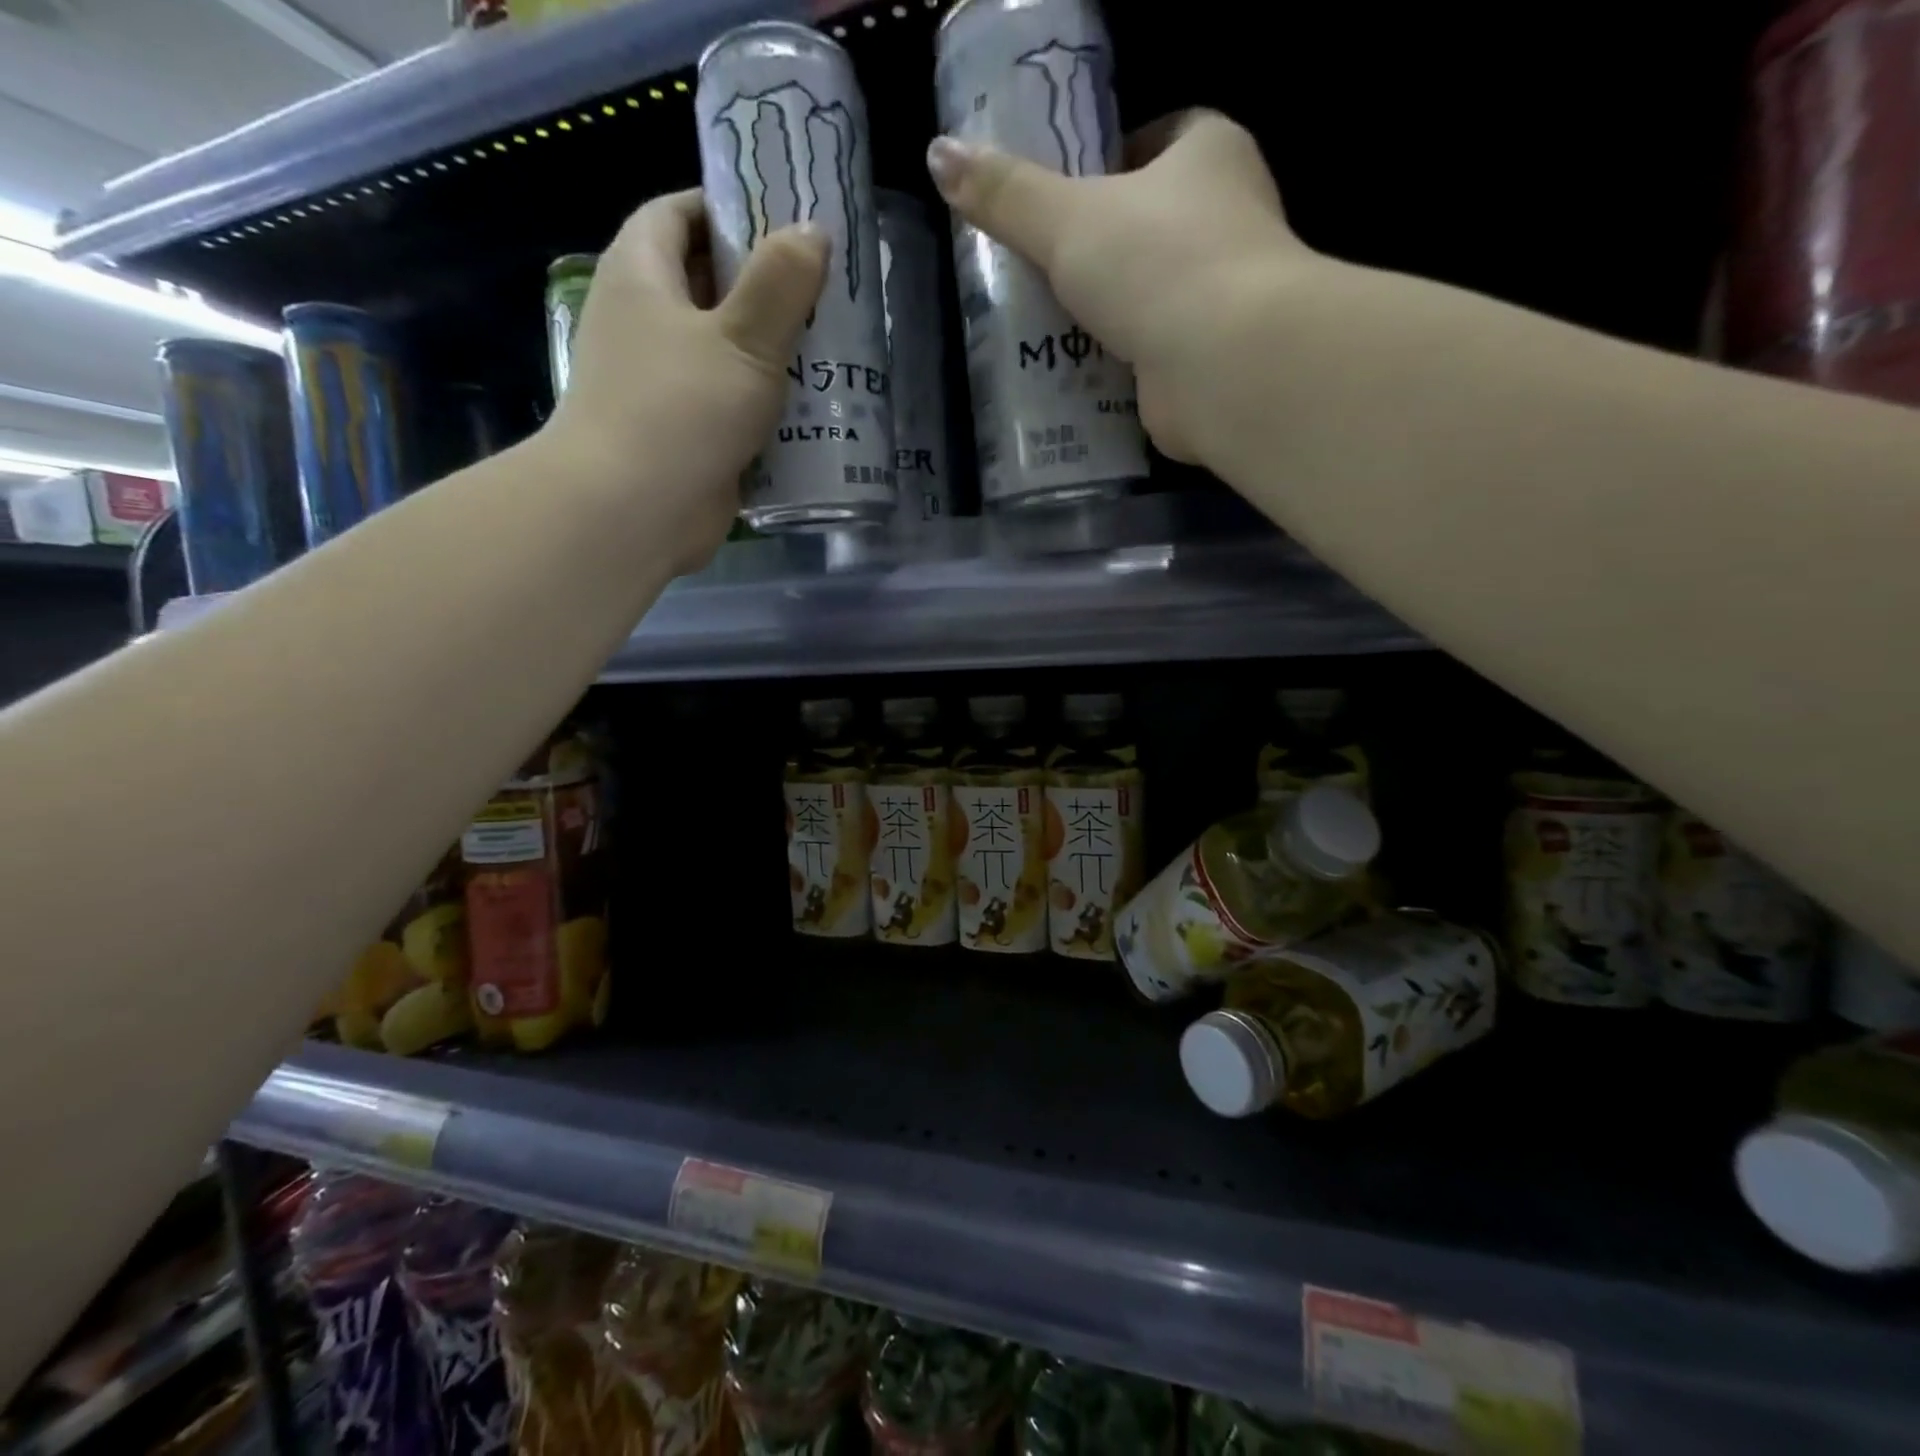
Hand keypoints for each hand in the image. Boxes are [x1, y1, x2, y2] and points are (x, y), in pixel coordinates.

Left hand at [544, 191, 827, 574]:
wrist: (632, 512)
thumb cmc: (681, 410)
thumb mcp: (743, 338)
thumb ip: (780, 283)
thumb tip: (811, 231)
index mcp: (641, 277)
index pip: (678, 214)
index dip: (728, 207)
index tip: (786, 221)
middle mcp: (645, 324)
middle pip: (708, 285)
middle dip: (765, 286)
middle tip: (827, 292)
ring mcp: (663, 385)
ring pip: (725, 352)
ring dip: (773, 352)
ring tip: (833, 350)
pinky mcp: (685, 436)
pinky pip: (731, 406)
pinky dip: (766, 406)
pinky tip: (814, 412)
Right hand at [928, 112, 1301, 467]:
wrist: (1223, 365)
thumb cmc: (1156, 263)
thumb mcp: (1066, 219)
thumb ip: (1006, 194)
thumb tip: (938, 155)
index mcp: (1211, 154)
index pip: (1160, 138)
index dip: (1111, 161)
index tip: (1064, 196)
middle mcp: (1229, 219)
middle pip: (1151, 223)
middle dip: (1098, 249)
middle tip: (1039, 270)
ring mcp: (1223, 295)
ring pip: (1150, 294)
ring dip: (1104, 313)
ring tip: (1043, 328)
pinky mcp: (1208, 359)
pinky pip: (1151, 351)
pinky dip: (1117, 362)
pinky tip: (1074, 375)